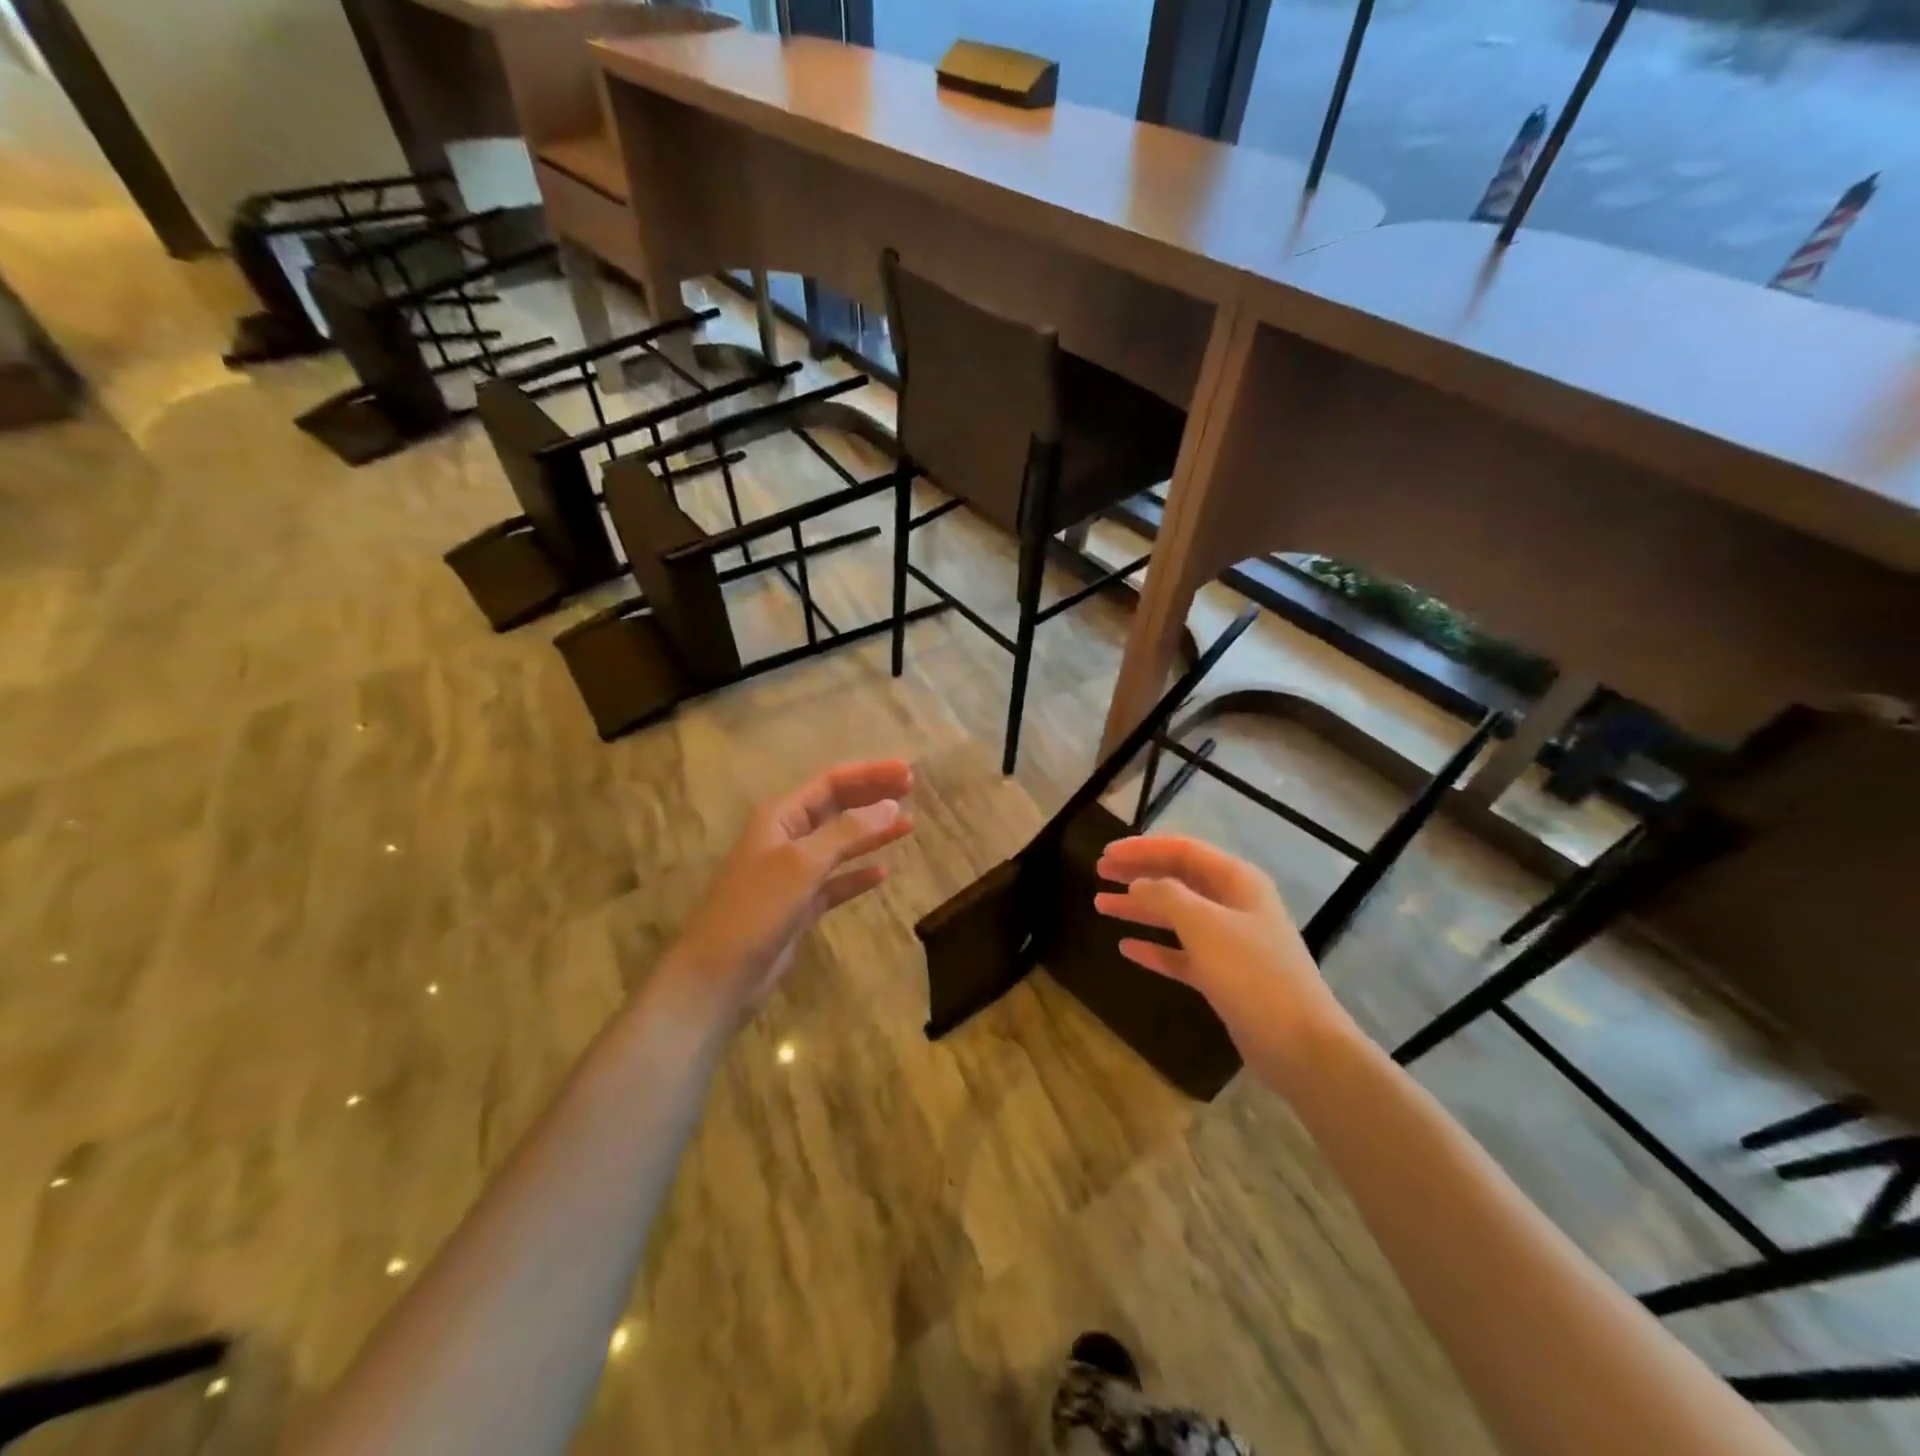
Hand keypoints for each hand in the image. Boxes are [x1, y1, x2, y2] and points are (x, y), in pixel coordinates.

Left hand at [665, 760, 914, 1019]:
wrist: (719, 973)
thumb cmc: (758, 907)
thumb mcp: (804, 862)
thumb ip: (849, 831)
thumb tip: (892, 805)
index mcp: (781, 816)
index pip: (831, 783)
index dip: (870, 774)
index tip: (908, 772)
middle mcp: (786, 837)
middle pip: (836, 807)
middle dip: (873, 796)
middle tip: (913, 789)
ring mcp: (792, 873)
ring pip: (840, 843)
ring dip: (872, 833)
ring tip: (908, 824)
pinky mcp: (799, 905)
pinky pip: (835, 882)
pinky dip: (857, 875)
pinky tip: (882, 873)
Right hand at [1094, 835, 1354, 1075]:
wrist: (1300, 1045)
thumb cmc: (1252, 974)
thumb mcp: (1205, 925)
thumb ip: (1166, 896)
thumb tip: (1138, 883)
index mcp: (1237, 881)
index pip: (1182, 850)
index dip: (1142, 848)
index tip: (1105, 854)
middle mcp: (1234, 904)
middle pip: (1178, 879)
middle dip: (1138, 873)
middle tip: (1099, 873)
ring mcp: (1230, 942)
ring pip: (1176, 915)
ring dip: (1139, 908)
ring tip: (1100, 905)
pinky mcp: (1224, 976)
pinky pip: (1181, 953)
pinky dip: (1155, 947)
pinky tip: (1126, 947)